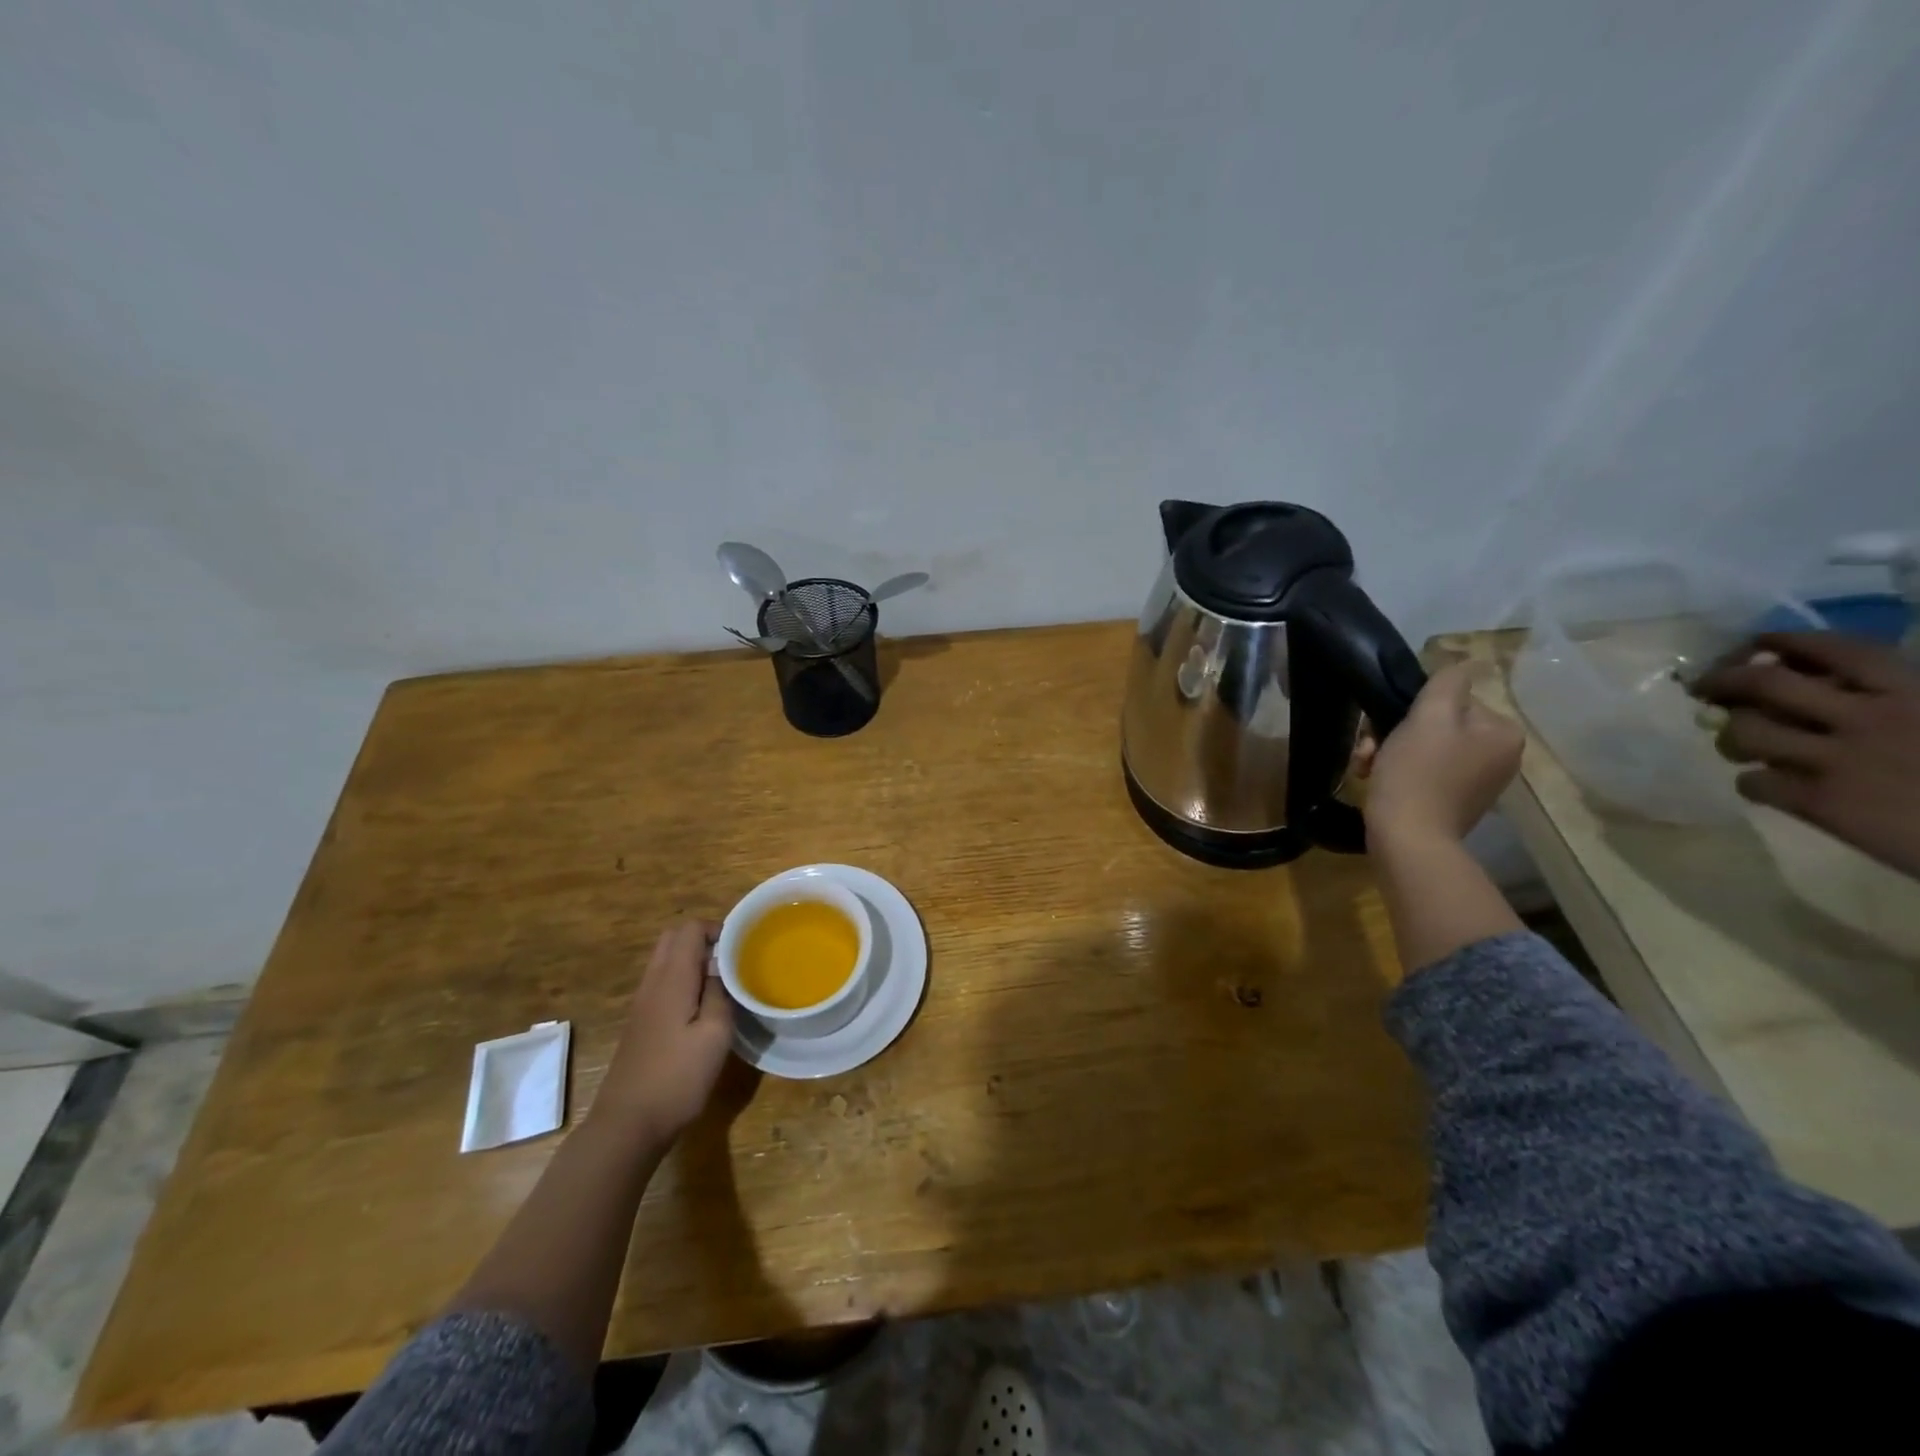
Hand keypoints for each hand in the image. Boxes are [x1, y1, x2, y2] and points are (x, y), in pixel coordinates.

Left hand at [591, 920, 735, 1144]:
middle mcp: (652, 983)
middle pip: (672, 938)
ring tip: (722, 982)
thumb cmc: (677, 1077)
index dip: (716, 929)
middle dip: (702, 939)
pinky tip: (701, 1007)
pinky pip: (661, 983)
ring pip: (665, 961)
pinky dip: (682, 980)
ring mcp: (641, 1004)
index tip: (741, 948)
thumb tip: (721, 967)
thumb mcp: (715, 1034)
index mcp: (671, 979)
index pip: (689, 929)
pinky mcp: (640, 1023)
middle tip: (731, 960)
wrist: (627, 1124)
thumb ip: (720, 993)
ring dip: (692, 960)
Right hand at [1360, 662, 1524, 846]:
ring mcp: (1476, 782)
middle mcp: (1498, 757)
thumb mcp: (1429, 717)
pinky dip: (1396, 772)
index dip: (1412, 709)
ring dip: (1388, 750)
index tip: (1382, 726)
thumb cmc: (1417, 773)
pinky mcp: (1452, 802)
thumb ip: (1447, 683)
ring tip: (1365, 767)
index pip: (1453, 701)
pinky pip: (1422, 772)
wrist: (1407, 838)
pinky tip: (1373, 779)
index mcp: (1502, 733)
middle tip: (1368, 748)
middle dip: (1394, 733)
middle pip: (1437, 724)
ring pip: (1423, 747)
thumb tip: (1464, 664)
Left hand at [1693, 632, 1919, 880]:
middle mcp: (1868, 718)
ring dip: (1731, 737)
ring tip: (1741, 746)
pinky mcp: (1821, 802)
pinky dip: (1754, 784)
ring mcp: (1839, 760)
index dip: (1783, 642)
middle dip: (1722, 680)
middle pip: (1764, 684)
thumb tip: (1822, 680)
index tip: (1756, 645)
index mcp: (1914, 691)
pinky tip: (1771, 788)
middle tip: (1704, 688)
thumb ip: (1891, 697)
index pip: (1835, 649)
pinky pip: (1755, 783)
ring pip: (1745, 732)